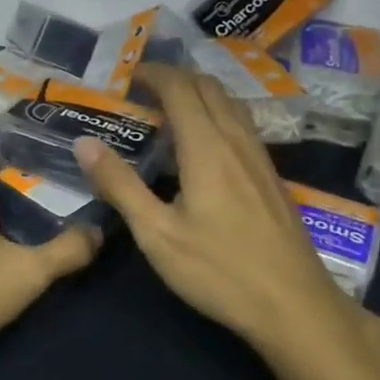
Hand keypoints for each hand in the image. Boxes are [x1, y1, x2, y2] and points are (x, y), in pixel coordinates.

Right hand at [74, 63, 376, 368]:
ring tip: (170, 111)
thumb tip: (84, 143)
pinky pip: (242, 125)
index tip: (127, 76)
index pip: (180, 88)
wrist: (295, 306)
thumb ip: (120, 185)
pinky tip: (205, 145)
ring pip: (230, 104)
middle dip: (175, 78)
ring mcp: (260, 158)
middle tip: (143, 91)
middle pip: (208, 87)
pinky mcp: (272, 177)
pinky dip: (217, 114)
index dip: (153, 74)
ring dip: (199, 94)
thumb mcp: (157, 234)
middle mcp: (237, 141)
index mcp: (207, 147)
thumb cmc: (219, 271)